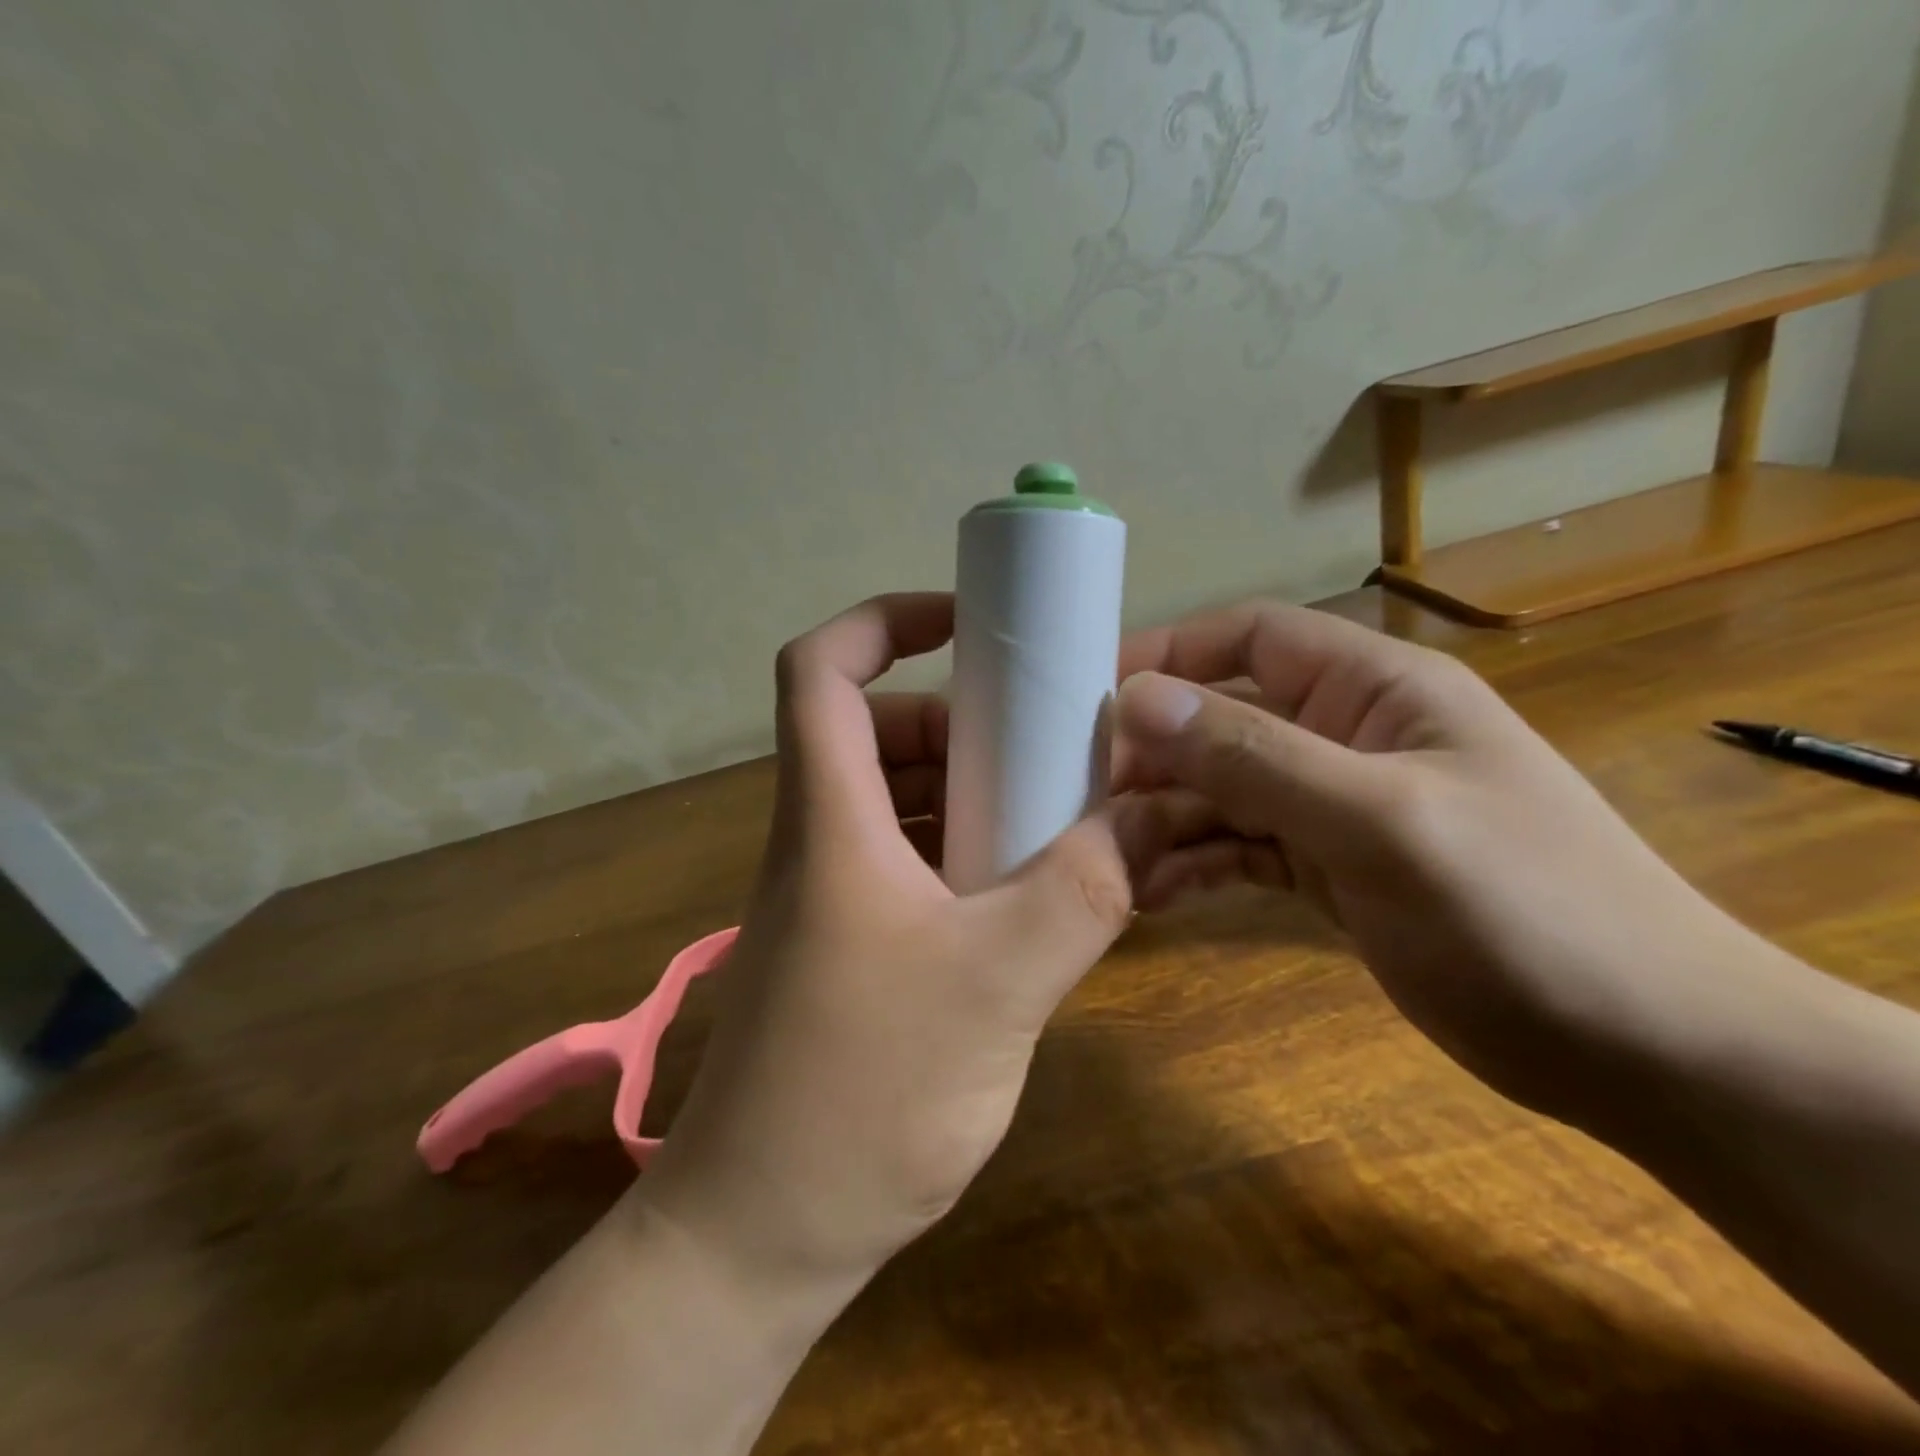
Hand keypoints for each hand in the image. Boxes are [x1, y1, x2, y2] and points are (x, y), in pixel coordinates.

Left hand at [639, 592, 1139, 1289]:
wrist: (759, 1234)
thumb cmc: (862, 1096)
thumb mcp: (998, 984)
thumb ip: (1081, 891)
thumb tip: (1144, 818)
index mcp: (830, 818)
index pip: (821, 670)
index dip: (884, 620)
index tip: (967, 624)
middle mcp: (818, 839)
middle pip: (874, 729)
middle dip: (960, 716)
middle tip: (1045, 740)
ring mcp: (829, 895)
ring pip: (895, 797)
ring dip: (969, 788)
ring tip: (1052, 812)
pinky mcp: (847, 946)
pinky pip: (907, 860)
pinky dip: (962, 849)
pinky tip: (1024, 890)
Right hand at [1112, 601, 1757, 1120]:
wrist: (1644, 1052)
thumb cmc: (1526, 911)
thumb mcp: (1380, 822)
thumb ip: (1255, 757)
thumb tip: (1139, 700)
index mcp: (1373, 690)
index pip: (1251, 637)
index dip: (1170, 652)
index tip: (1089, 691)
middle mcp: (1345, 735)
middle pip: (1222, 720)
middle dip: (1153, 753)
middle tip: (1080, 795)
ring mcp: (1334, 806)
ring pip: (1222, 791)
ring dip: (1164, 818)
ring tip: (1103, 856)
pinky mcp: (1326, 869)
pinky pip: (1239, 847)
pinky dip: (1194, 863)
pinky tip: (1151, 892)